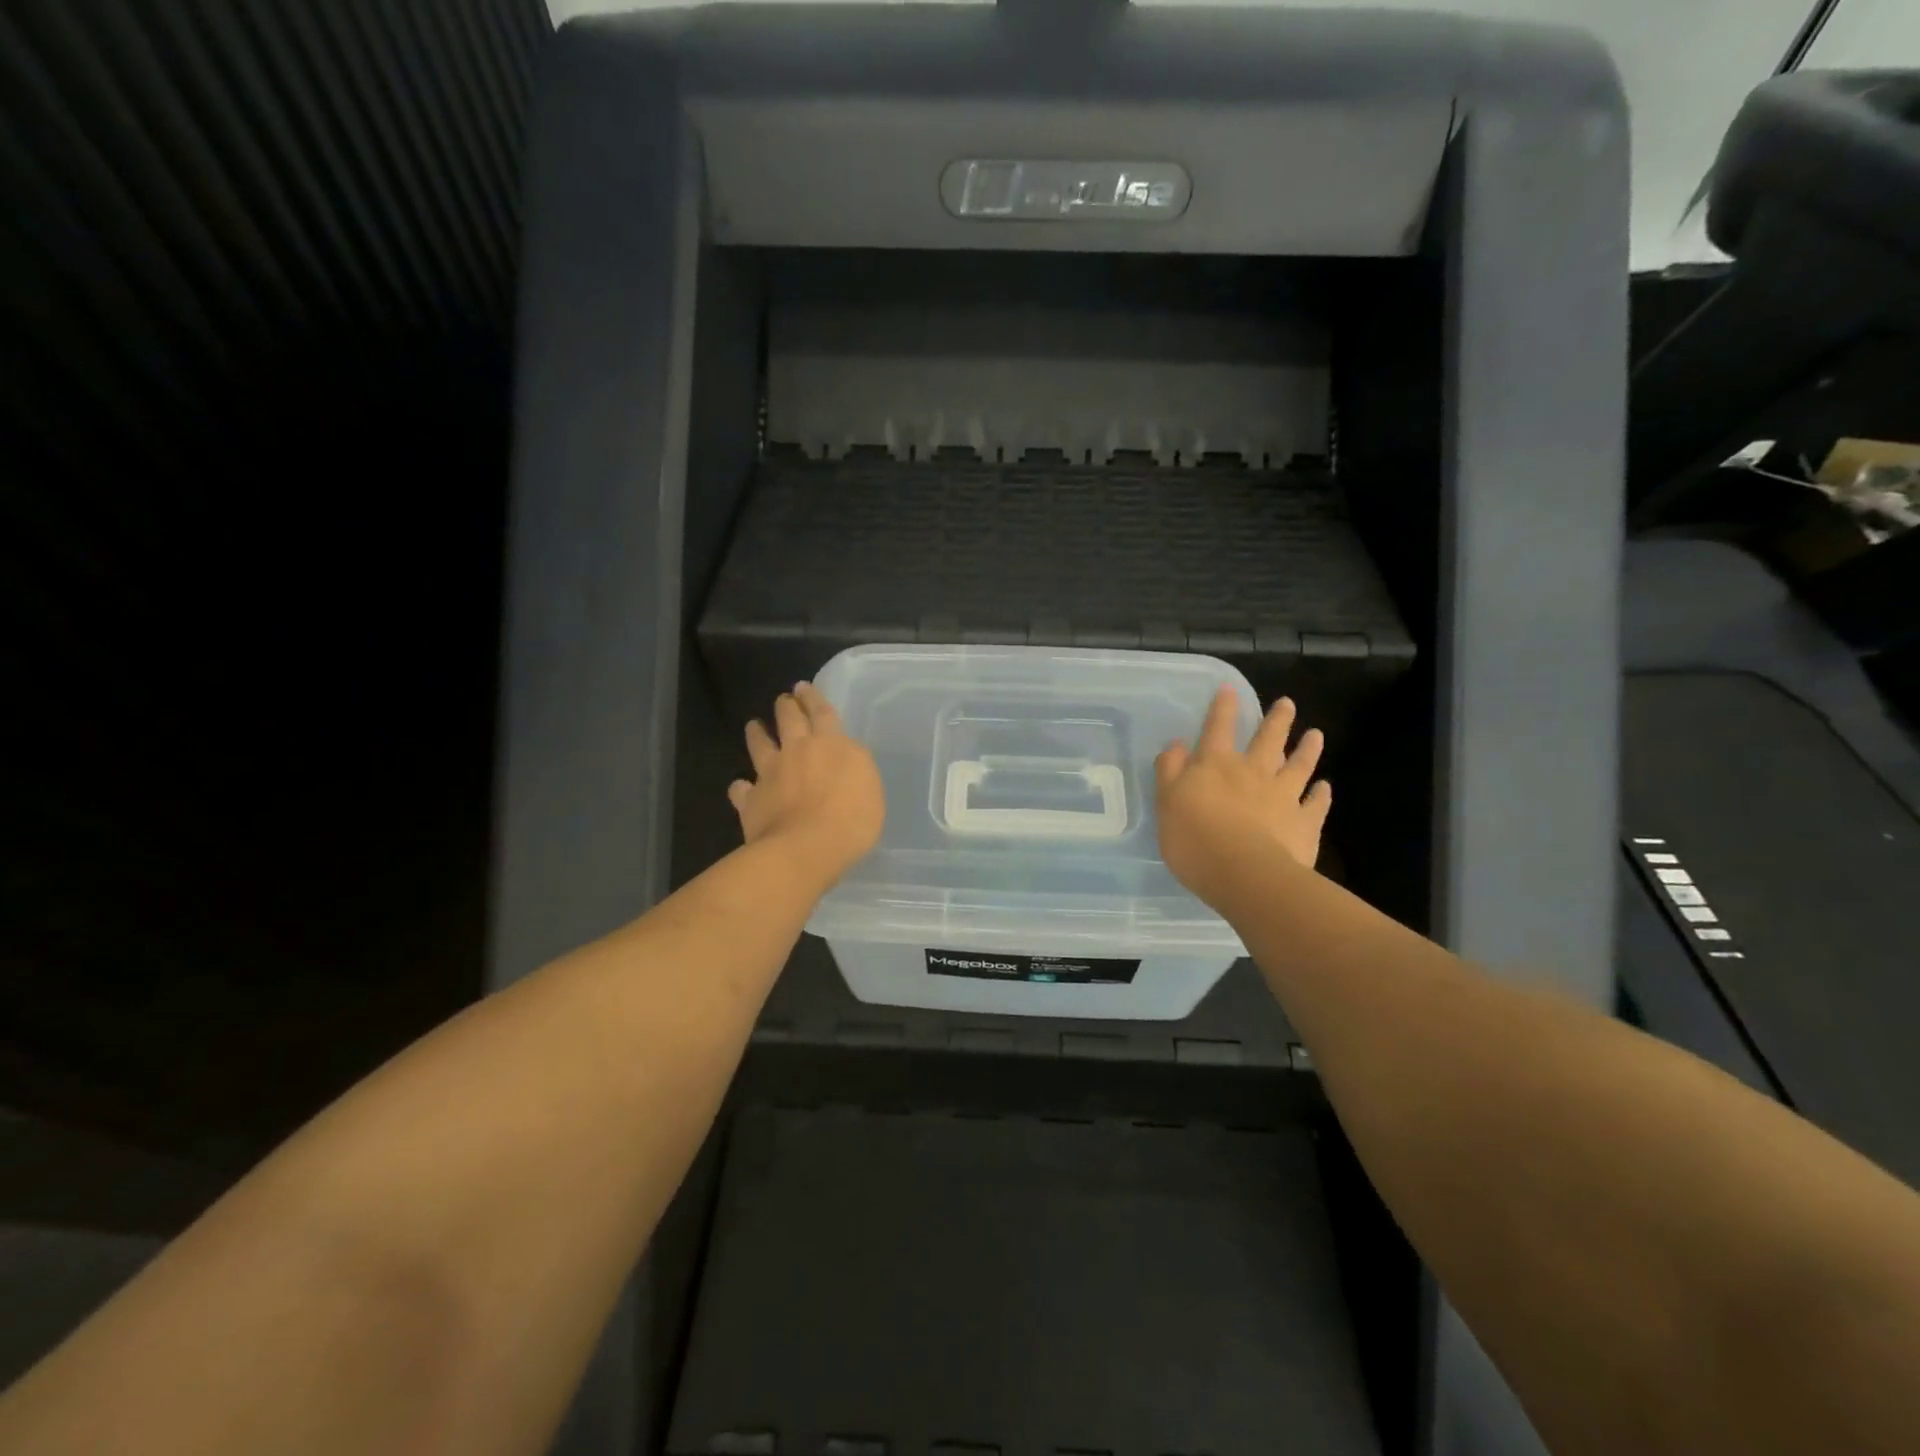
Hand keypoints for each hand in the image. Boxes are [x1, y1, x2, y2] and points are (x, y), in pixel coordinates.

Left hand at [729, 683, 884, 882]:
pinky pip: (741, 789)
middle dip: (787, 706)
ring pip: (759, 745)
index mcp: (830, 744)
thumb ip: (855, 767)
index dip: (813, 698)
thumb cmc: (851, 820)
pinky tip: (741, 788)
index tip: (804, 687)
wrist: (805, 849)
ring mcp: (770, 774)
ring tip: (754, 726)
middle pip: (788, 719)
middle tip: (785, 699)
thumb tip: (844, 758)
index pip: (821, 712)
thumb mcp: (871, 788)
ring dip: (757, 733)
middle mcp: (797, 751)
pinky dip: (741, 787)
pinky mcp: (751, 800)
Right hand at [1156, 687, 1331, 906]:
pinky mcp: (1305, 823)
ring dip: (1307, 749)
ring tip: (1316, 735)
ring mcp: (1284, 796)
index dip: (1222, 708)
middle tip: (1287, 704)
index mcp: (1216, 765)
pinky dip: (1322, 795)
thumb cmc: (1195, 839)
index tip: (1230, 689)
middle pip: (1267, 740)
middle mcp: (1253, 772)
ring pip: (1298, 766)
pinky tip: (1325, 788)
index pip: (1217, 728)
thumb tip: (1177, 744)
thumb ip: (1170, 771)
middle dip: (1276, 720)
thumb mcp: (1167, 802)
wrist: (1245, 874)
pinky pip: (1316, 805)